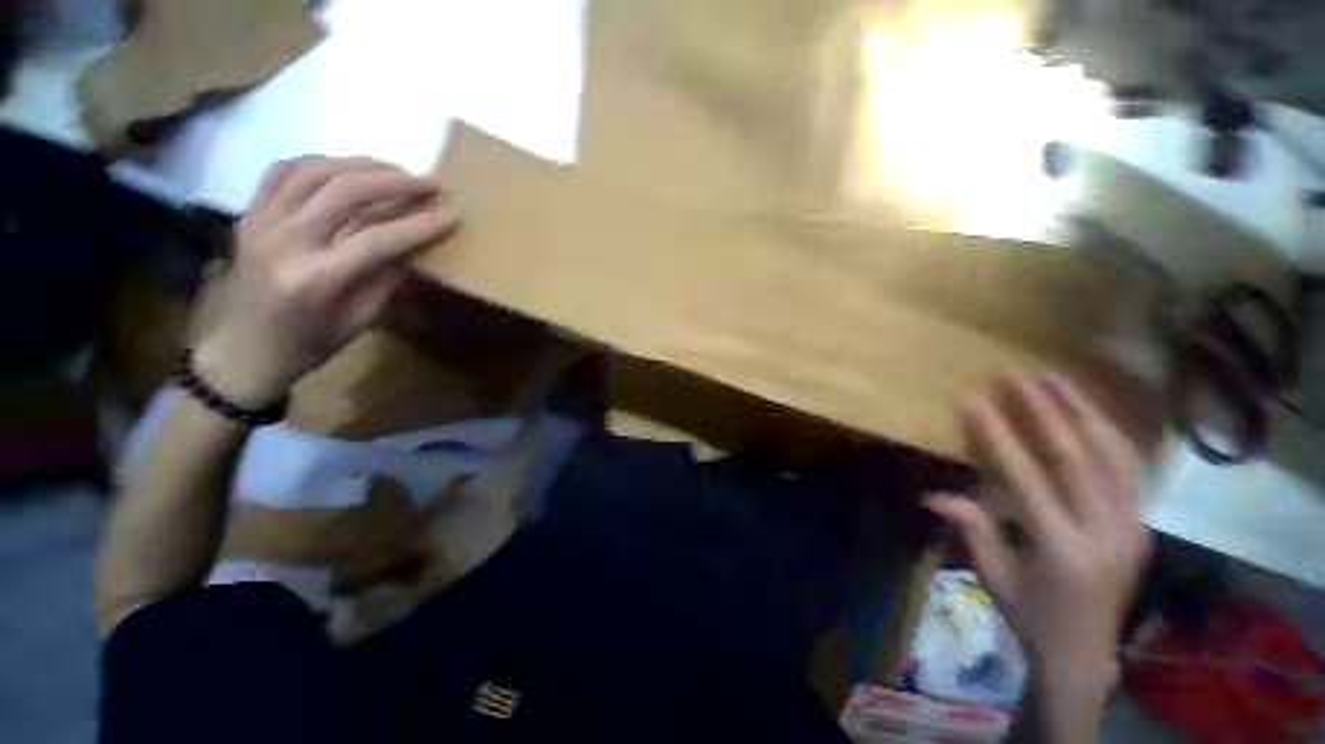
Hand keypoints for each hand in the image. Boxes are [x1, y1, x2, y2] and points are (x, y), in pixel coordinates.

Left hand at [193, 157, 458, 406]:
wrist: (246, 350)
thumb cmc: (311, 344)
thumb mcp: (361, 320)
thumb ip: (386, 278)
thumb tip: (414, 245)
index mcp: (316, 279)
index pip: (378, 239)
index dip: (419, 225)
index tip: (451, 215)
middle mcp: (284, 242)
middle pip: (344, 192)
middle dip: (394, 182)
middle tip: (428, 182)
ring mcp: (260, 222)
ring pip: (313, 171)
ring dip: (360, 164)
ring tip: (394, 169)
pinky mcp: (249, 213)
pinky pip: (283, 171)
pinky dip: (319, 162)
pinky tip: (346, 168)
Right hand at [924, 376, 1149, 686]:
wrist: (1085, 654)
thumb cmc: (1030, 616)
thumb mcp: (993, 577)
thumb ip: (971, 529)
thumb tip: (932, 494)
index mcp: (1062, 549)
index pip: (1029, 479)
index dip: (1000, 437)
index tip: (977, 402)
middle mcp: (1105, 532)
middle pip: (1078, 458)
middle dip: (1045, 412)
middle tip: (1018, 377)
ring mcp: (1132, 525)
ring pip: (1113, 456)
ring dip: (1084, 412)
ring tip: (1058, 380)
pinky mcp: (1142, 523)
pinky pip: (1131, 469)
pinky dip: (1111, 434)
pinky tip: (1092, 412)